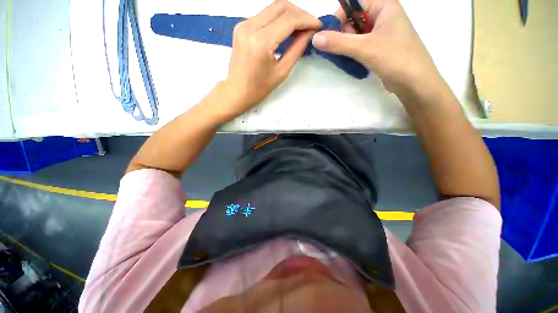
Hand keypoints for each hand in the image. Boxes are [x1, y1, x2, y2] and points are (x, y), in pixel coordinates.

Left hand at [218, 0, 321, 120]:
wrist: (236, 92)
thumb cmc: (259, 88)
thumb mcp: (281, 72)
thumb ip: (296, 49)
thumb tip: (310, 33)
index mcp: (261, 42)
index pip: (289, 19)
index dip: (307, 19)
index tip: (318, 26)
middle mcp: (250, 27)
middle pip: (281, 6)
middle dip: (300, 13)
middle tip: (310, 26)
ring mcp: (244, 24)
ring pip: (273, 8)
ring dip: (290, 15)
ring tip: (300, 29)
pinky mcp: (241, 26)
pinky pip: (264, 15)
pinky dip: (278, 19)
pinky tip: (285, 30)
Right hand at [312, 0, 442, 95]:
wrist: (414, 82)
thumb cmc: (395, 58)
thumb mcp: (364, 48)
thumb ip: (338, 42)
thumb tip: (315, 39)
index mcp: (383, 5)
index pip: (353, 3)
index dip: (339, 17)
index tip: (327, 36)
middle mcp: (382, 15)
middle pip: (353, 18)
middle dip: (341, 34)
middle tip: (335, 50)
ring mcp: (380, 32)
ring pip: (354, 33)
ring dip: (345, 45)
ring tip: (342, 57)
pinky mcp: (378, 46)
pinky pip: (359, 44)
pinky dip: (351, 51)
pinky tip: (348, 60)